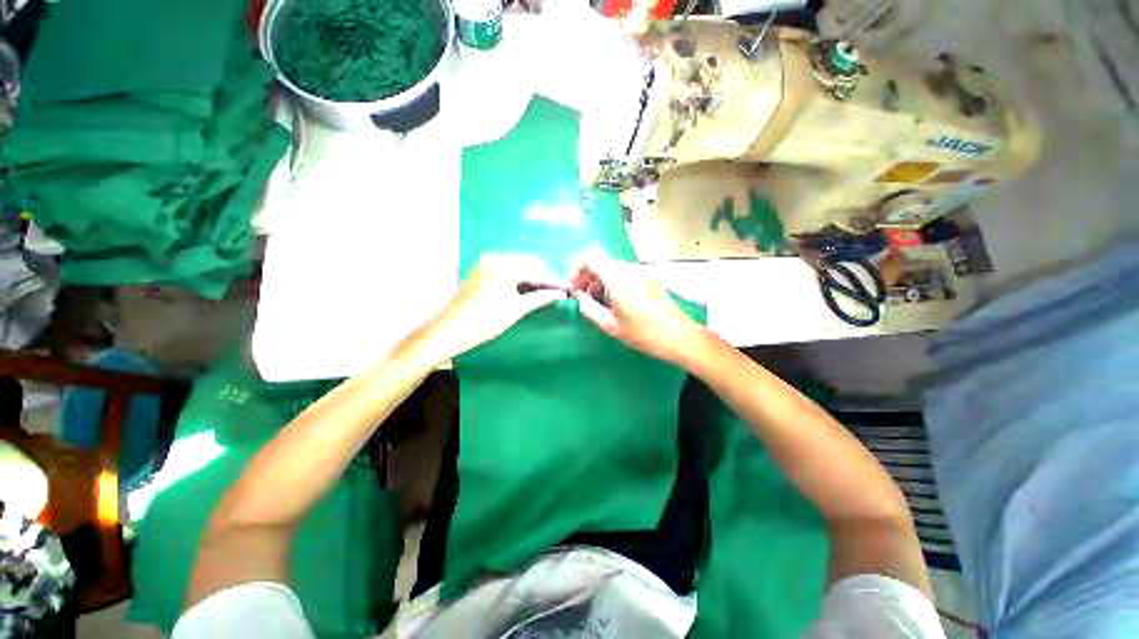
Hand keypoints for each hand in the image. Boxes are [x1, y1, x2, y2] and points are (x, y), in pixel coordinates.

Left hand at [408, 253, 567, 365]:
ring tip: (544, 292)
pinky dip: (518, 278)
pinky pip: (507, 270)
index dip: (552, 279)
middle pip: (528, 263)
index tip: (566, 289)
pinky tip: (526, 289)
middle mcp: (495, 257)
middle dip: (543, 276)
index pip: (536, 268)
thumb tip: (560, 293)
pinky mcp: (482, 270)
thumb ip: (540, 298)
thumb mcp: (516, 310)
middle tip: (556, 291)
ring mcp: (486, 263)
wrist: (448, 331)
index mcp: (504, 264)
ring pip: (518, 266)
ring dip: (531, 277)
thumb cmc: (484, 321)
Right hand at [571, 251, 703, 364]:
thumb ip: (589, 307)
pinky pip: (624, 273)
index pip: (590, 257)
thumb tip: (578, 296)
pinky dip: (613, 282)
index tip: (574, 286)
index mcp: (619, 278)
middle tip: (582, 296)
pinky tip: (614, 301)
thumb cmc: (643, 334)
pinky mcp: (649, 278)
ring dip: (600, 280)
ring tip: (598, 302)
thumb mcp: (610, 325)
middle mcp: (630, 269)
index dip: (577, 268)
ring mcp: (642, 272)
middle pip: (601, 261)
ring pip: (612, 267)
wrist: (679, 337)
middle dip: (587, 276)